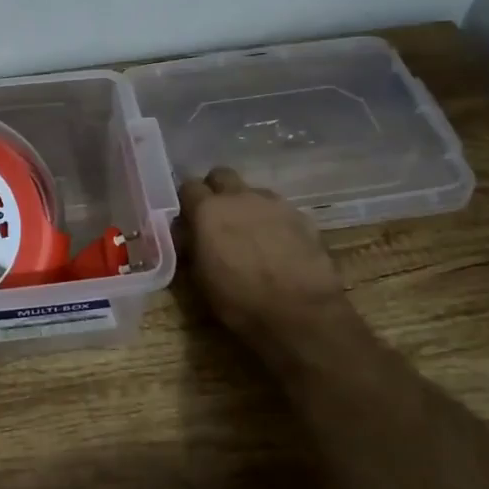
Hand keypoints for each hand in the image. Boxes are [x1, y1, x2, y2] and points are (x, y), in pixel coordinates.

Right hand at [179, 166, 360, 373]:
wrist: (301, 314)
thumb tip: (187, 233)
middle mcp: (239, 197)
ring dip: (247, 206)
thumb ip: (191, 246)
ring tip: (251, 236)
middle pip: (221, 175)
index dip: (188, 202)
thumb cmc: (240, 301)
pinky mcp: (301, 216)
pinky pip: (279, 210)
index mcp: (208, 210)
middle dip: (217, 191)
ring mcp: (274, 203)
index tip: (189, 219)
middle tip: (218, 219)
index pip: (188, 186)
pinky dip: (273, 222)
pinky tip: (278, 247)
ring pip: (253, 192)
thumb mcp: (200, 279)